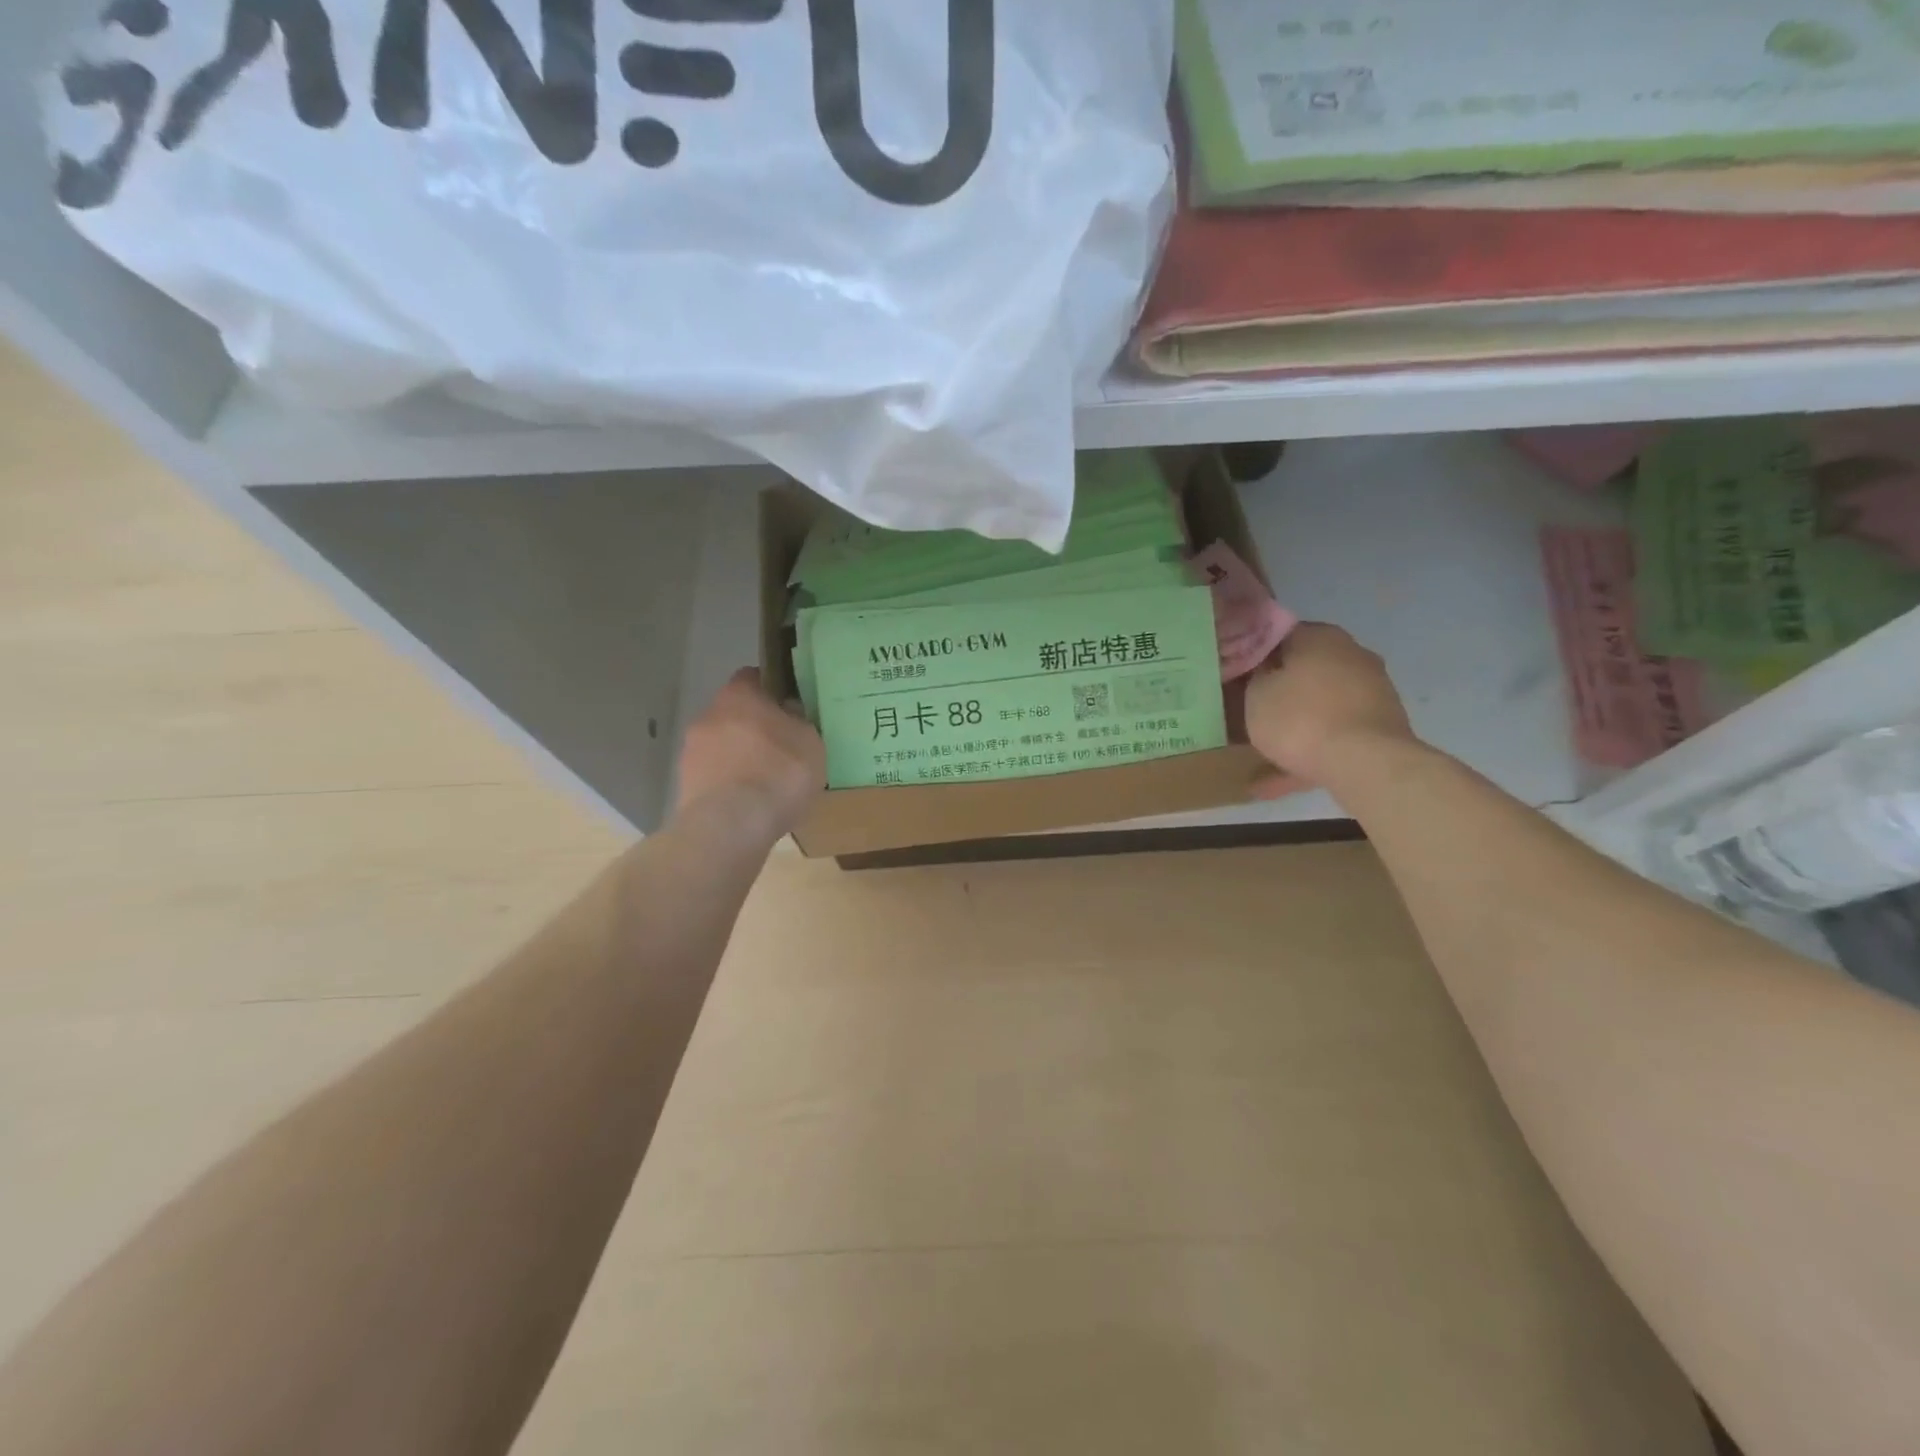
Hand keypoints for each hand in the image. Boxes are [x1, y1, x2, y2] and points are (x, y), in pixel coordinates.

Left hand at [673, 668, 825, 841]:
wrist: (731, 826)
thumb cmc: (778, 772)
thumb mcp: (811, 742)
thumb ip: (800, 722)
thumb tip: (789, 715)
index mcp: (739, 695)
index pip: (753, 677)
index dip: (772, 690)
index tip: (789, 708)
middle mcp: (708, 715)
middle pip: (735, 713)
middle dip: (755, 727)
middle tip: (782, 747)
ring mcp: (691, 751)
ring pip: (722, 745)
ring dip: (740, 757)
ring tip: (766, 782)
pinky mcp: (685, 785)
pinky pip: (714, 776)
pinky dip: (729, 784)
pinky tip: (749, 803)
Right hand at [1243, 624, 1415, 794]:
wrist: (1365, 763)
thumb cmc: (1300, 719)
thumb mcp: (1256, 695)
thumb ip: (1255, 678)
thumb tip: (1262, 672)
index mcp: (1320, 637)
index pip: (1279, 635)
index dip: (1254, 655)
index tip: (1237, 676)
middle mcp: (1351, 655)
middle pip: (1304, 671)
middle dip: (1279, 692)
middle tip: (1250, 711)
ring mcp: (1371, 691)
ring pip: (1320, 706)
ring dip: (1294, 727)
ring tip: (1260, 756)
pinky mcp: (1381, 726)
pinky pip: (1334, 735)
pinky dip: (1310, 752)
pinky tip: (1280, 781)